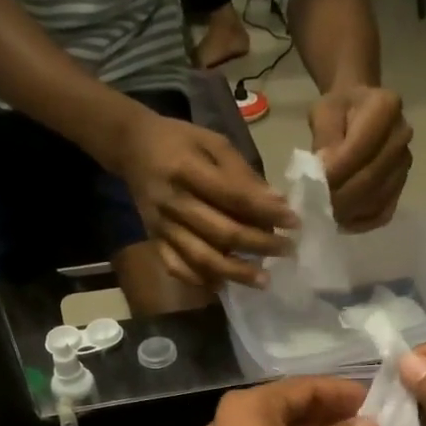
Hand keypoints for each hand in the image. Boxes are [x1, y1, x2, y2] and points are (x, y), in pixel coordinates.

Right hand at [113, 111, 295, 288]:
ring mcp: (161, 225)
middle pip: (222, 233)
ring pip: (201, 257)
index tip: (294, 222)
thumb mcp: (213, 142)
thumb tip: (276, 203)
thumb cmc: (180, 140)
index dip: (266, 212)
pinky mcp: (153, 239)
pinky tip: (222, 285)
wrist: (131, 146)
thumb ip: (242, 173)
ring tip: (263, 280)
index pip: (234, 197)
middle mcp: (173, 202)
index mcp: (187, 170)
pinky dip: (199, 280)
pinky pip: (176, 267)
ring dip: (235, 272)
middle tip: (288, 251)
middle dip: (259, 245)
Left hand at [309, 85, 411, 231]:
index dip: (335, 172)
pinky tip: (342, 222)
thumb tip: (323, 175)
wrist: (360, 109)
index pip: (359, 149)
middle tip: (313, 207)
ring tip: (324, 214)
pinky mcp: (401, 185)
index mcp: (385, 107)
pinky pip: (383, 212)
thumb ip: (324, 140)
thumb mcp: (323, 112)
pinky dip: (361, 222)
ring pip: (377, 199)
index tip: (310, 186)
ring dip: (349, 212)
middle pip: (371, 178)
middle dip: (340, 197)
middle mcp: (401, 136)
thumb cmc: (338, 109)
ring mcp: (404, 164)